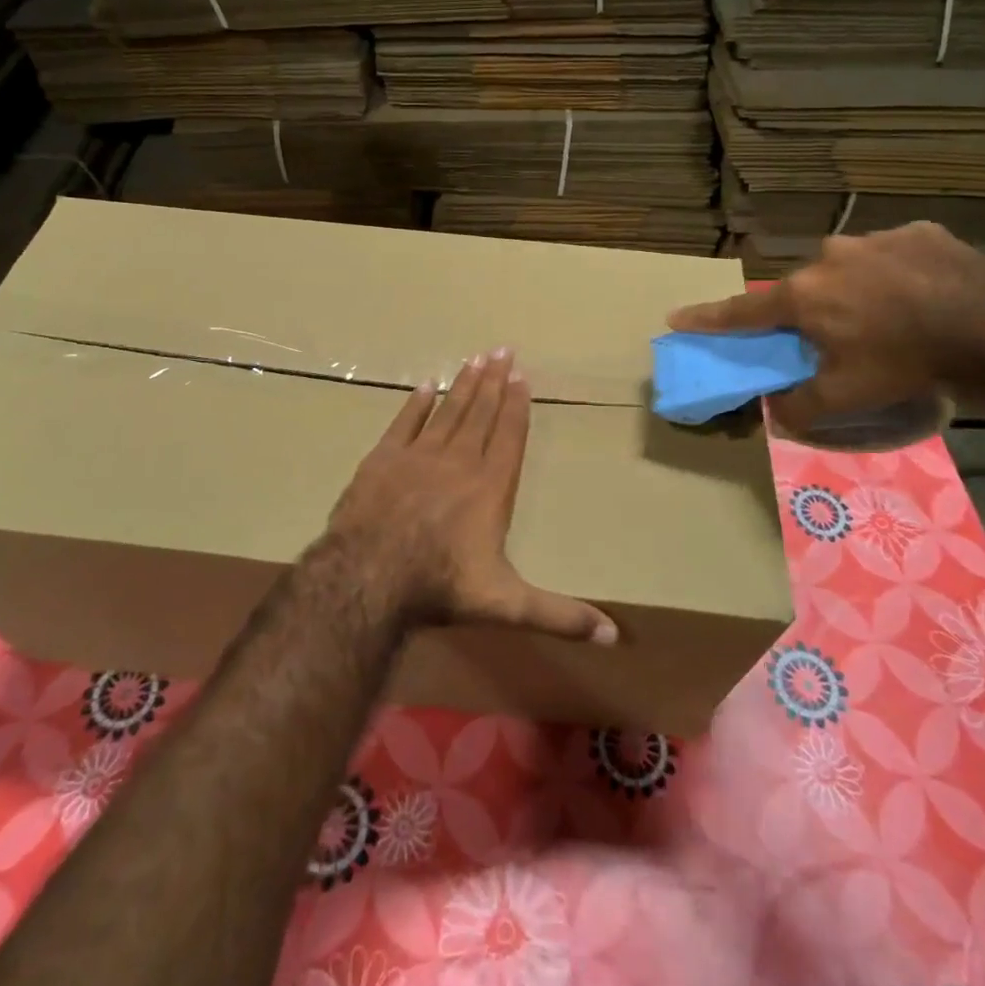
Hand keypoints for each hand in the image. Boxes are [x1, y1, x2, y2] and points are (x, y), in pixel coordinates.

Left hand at [328, 348, 617, 644]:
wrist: (368, 576)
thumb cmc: (441, 585)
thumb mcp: (507, 604)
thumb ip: (559, 615)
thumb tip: (616, 637)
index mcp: (490, 487)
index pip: (509, 436)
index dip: (516, 405)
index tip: (521, 375)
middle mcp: (459, 462)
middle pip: (480, 414)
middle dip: (493, 381)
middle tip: (502, 349)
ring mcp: (418, 456)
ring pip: (447, 412)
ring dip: (463, 384)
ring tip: (475, 358)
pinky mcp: (383, 459)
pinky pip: (404, 423)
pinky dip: (416, 404)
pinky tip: (425, 385)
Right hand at [666, 222, 984, 432]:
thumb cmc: (905, 361)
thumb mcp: (848, 397)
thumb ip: (802, 407)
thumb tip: (776, 413)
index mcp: (804, 296)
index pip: (743, 312)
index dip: (707, 318)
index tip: (676, 317)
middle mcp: (828, 258)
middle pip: (805, 289)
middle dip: (812, 311)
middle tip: (840, 337)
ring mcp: (874, 239)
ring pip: (850, 268)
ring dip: (858, 290)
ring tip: (893, 318)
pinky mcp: (918, 233)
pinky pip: (895, 256)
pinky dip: (900, 274)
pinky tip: (926, 296)